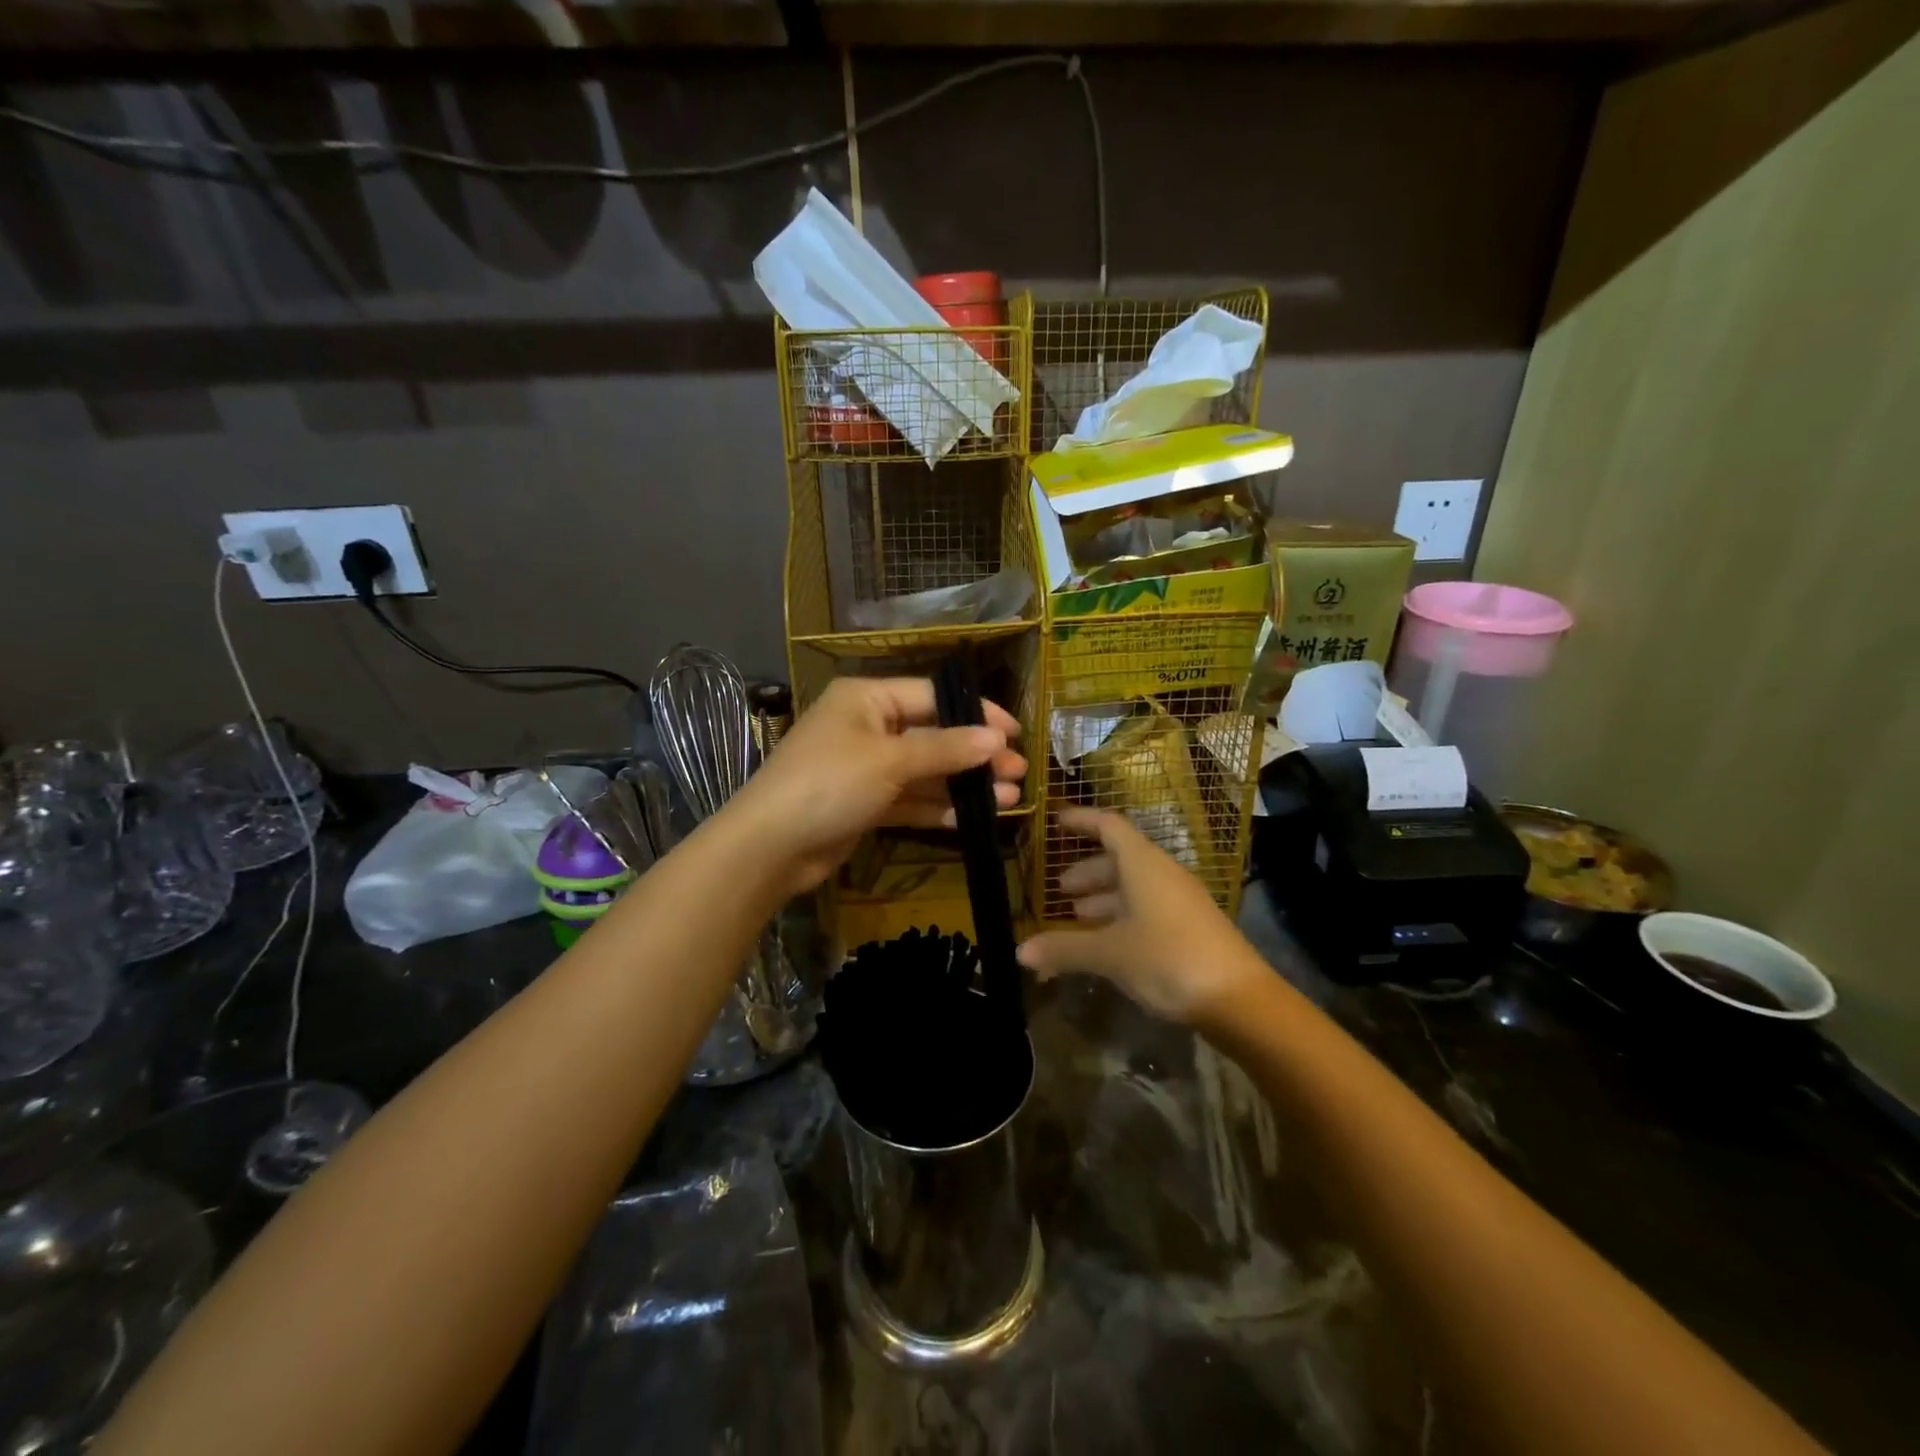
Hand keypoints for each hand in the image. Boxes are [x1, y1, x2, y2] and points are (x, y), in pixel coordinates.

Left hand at [725, 677, 1024, 894]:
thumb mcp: (890, 760)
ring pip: (925, 771)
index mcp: (867, 699)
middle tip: (1018, 772)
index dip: (976, 713)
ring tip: (1008, 797)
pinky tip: (972, 817)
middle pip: (933, 735)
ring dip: (963, 784)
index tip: (1015, 733)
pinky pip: (910, 798)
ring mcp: (866, 767)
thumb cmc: (829, 784)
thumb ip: (945, 749)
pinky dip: (938, 806)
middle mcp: (867, 727)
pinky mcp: (865, 803)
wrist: (769, 848)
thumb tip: (997, 738)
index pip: (932, 696)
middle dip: (975, 754)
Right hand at [1016, 807, 1264, 1025]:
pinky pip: (1148, 908)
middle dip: (1087, 872)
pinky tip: (1108, 943)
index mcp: (1143, 864)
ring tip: (1076, 918)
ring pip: (1134, 887)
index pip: (1108, 826)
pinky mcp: (1190, 927)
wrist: (1239, 1000)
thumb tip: (1020, 951)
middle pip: (1120, 858)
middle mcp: (1162, 874)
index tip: (1056, 822)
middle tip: (1059, 890)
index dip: (1081, 821)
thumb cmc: (1168, 959)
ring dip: (1103, 898)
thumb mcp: (1109, 954)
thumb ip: (1064, 949)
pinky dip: (1122, 917)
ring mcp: (1180, 901)